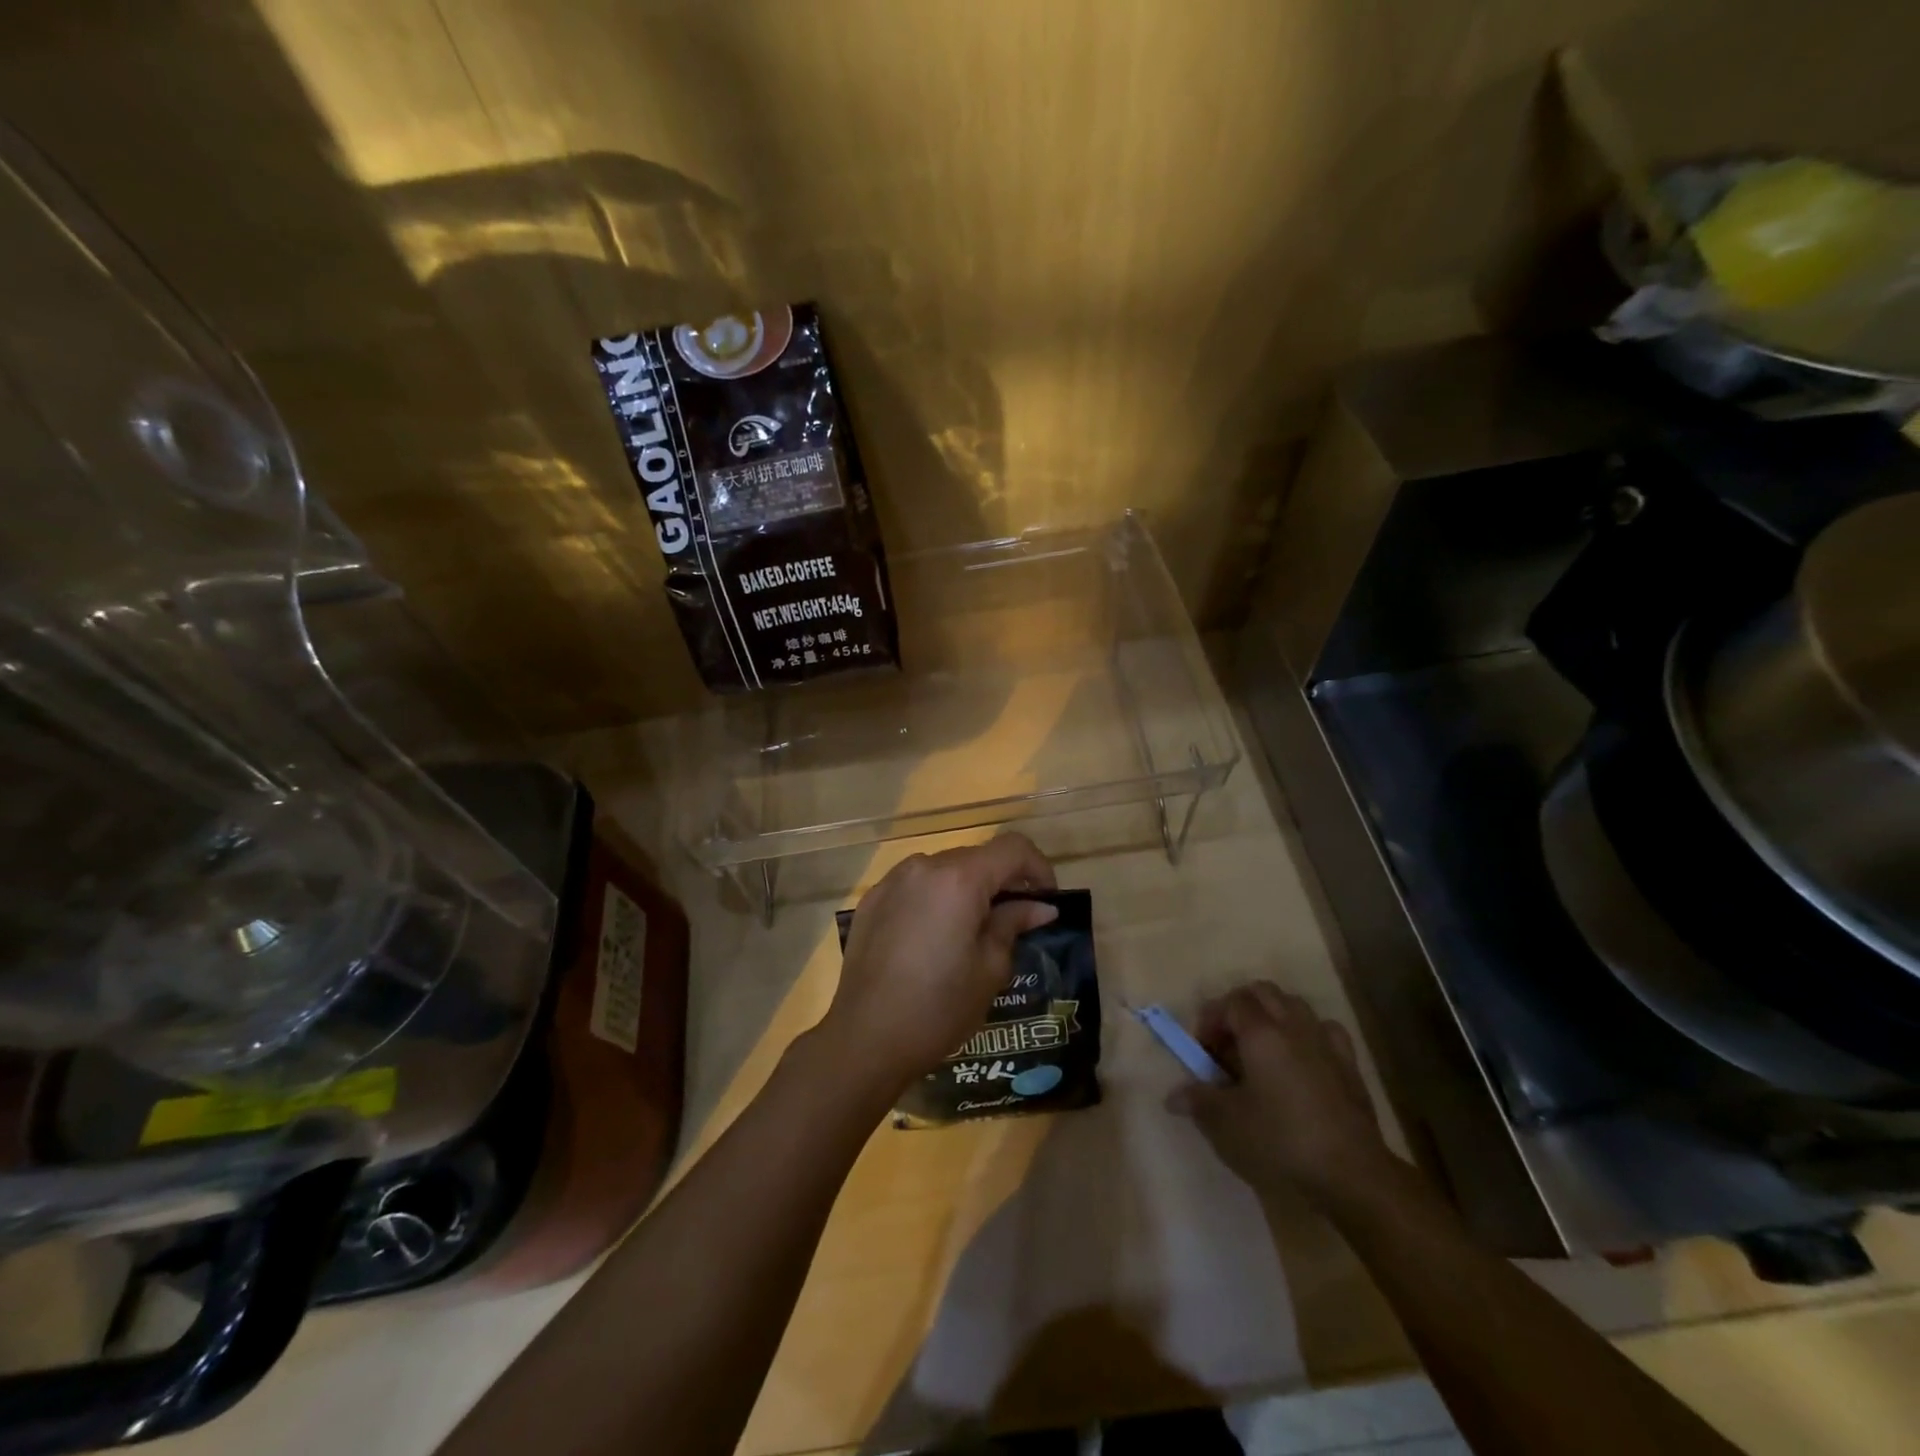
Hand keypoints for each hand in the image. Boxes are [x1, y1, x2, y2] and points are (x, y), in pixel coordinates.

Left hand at [821, 833, 1059, 1094]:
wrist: (865, 1038)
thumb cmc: (939, 1007)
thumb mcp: (990, 969)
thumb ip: (1013, 924)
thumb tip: (1039, 907)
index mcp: (959, 879)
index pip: (1012, 848)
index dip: (1038, 868)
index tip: (1046, 901)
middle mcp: (924, 866)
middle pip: (976, 858)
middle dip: (1002, 882)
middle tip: (1014, 922)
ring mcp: (892, 881)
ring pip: (944, 871)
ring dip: (967, 890)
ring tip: (972, 934)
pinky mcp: (871, 901)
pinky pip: (915, 887)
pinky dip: (935, 900)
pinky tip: (933, 940)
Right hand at [1168, 981, 1395, 1208]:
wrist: (1351, 1174)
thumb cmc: (1280, 1141)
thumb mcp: (1226, 1124)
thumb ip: (1198, 1101)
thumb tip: (1174, 1096)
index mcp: (1261, 1033)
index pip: (1229, 1003)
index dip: (1210, 1020)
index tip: (1202, 1052)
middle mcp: (1293, 1026)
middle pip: (1262, 992)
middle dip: (1239, 1008)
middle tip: (1226, 1043)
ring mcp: (1325, 1042)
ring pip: (1294, 1005)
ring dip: (1273, 1016)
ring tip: (1261, 1050)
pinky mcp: (1350, 1066)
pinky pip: (1324, 1031)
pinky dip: (1307, 1035)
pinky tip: (1302, 1060)